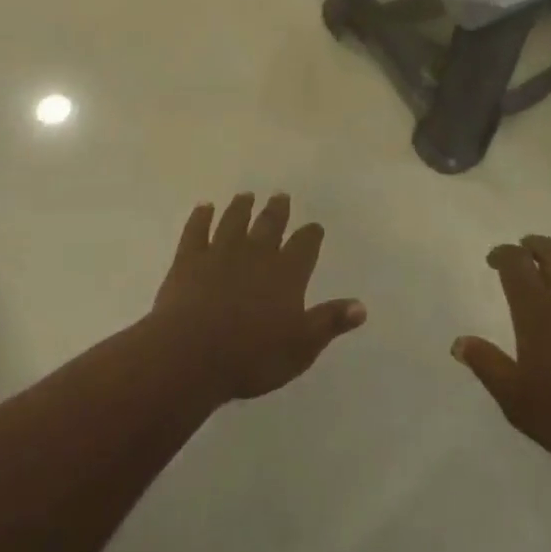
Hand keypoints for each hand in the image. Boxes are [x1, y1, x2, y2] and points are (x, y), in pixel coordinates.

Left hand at [150, 193, 366, 403]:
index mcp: (286, 274)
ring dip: (241, 207)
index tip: (314, 226)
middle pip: (269, 225)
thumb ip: (329, 322)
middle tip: (280, 195)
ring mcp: (220, 253)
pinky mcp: (189, 259)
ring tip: (246, 195)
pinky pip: (196, 230)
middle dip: (277, 211)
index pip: (304, 246)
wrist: (191, 354)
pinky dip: (201, 216)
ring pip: (234, 221)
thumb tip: (361, 306)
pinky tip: (204, 206)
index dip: (311, 235)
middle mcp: (256, 254)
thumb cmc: (251, 356)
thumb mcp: (301, 347)